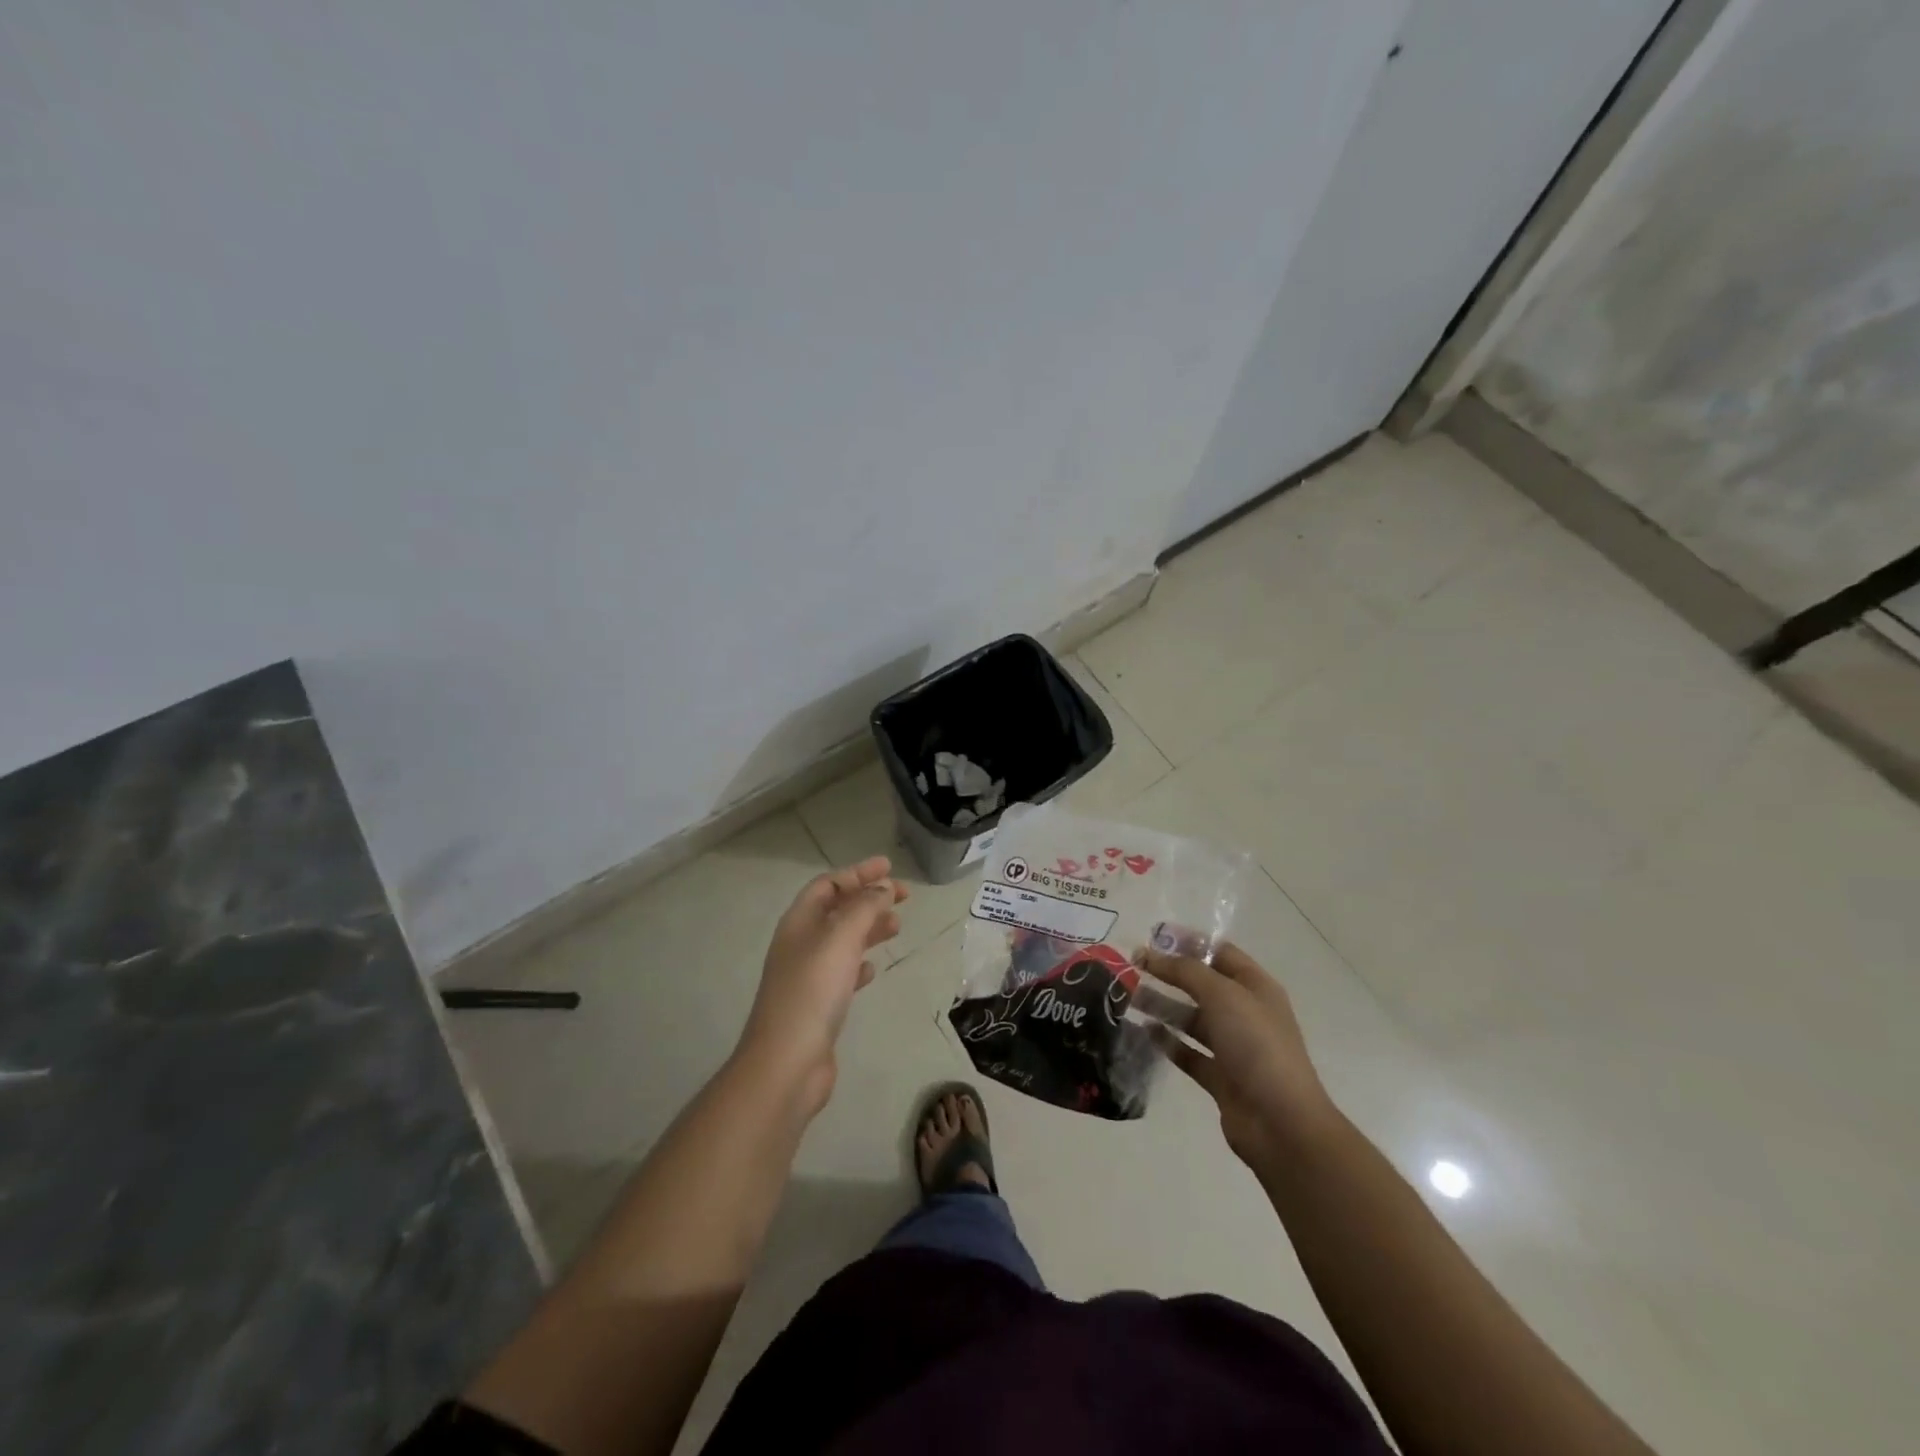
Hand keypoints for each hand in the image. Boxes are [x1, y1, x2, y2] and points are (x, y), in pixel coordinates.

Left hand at [738, 856, 908, 1113]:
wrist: (787, 1063)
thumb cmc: (812, 991)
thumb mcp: (841, 939)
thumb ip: (864, 908)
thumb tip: (882, 888)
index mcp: (799, 922)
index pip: (828, 884)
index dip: (858, 873)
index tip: (889, 867)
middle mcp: (800, 944)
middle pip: (837, 909)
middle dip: (868, 898)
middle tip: (904, 896)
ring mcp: (807, 976)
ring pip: (842, 940)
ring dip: (868, 928)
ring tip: (897, 926)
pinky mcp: (818, 1005)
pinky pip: (842, 972)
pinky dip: (859, 963)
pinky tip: (873, 969)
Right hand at [1139, 942, 1337, 1170]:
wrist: (1281, 1123)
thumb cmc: (1257, 1046)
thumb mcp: (1222, 995)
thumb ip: (1185, 971)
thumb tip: (1149, 953)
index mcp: (1256, 987)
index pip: (1220, 952)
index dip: (1188, 942)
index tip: (1151, 936)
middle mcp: (1246, 1013)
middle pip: (1201, 985)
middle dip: (1168, 973)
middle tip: (1131, 966)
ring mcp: (1234, 1047)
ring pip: (1191, 1019)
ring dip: (1162, 1006)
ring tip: (1127, 996)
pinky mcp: (1220, 1077)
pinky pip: (1188, 1052)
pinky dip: (1167, 1042)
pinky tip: (1143, 1031)